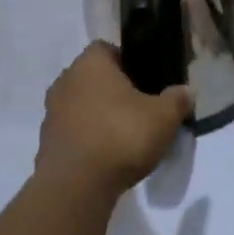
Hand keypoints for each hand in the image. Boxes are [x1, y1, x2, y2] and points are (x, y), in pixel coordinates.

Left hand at [37, 42, 190, 198]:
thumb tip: (186, 91)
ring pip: (81, 105)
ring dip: (99, 116)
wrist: (76, 186)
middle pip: (93, 78)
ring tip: (124, 136)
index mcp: (90, 63)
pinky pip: (73, 132)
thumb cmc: (121, 135)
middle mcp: (66, 80)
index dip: (127, 62)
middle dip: (113, 90)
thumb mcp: (163, 117)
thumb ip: (177, 100)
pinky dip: (88, 139)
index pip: (107, 49)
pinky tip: (107, 156)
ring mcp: (52, 112)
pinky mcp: (47, 143)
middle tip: (139, 109)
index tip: (145, 81)